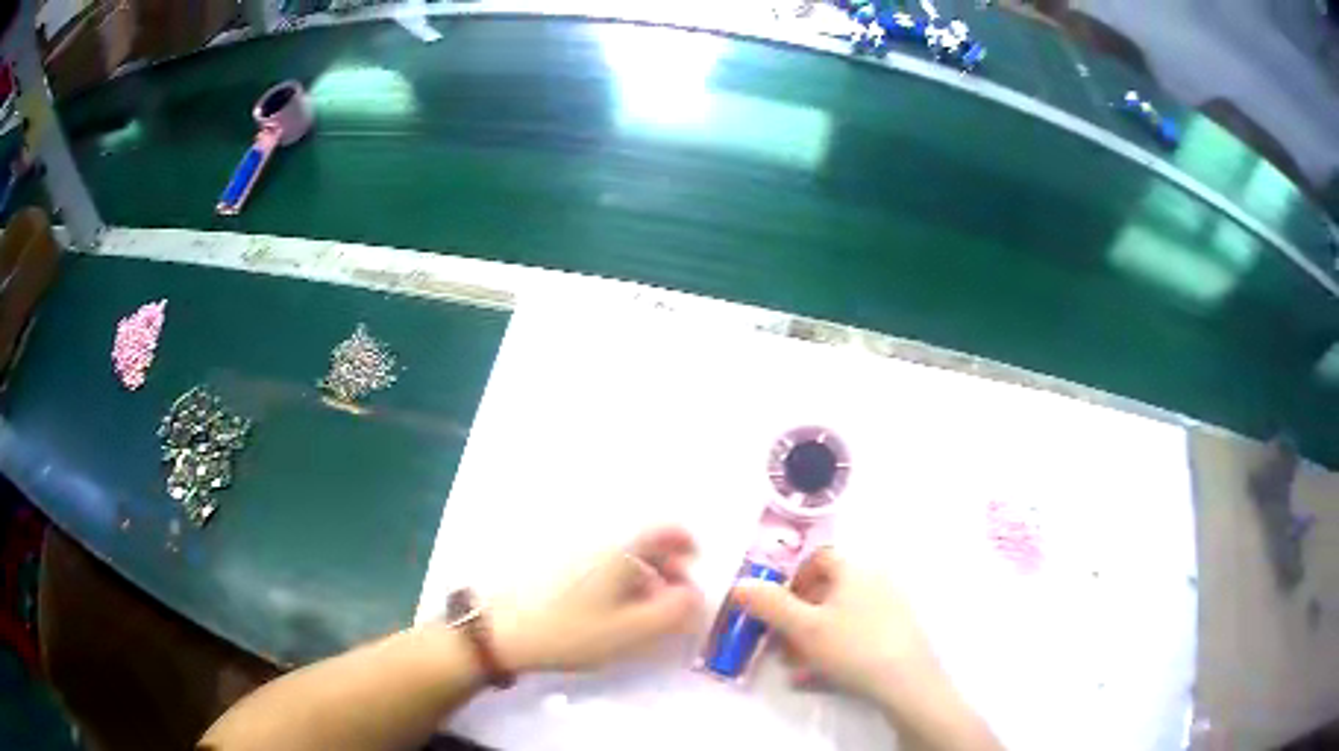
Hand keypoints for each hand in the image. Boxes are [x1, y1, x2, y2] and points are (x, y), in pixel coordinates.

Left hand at [493, 526, 703, 672]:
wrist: (502, 632)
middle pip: (642, 544)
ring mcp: (573, 556)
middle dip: (667, 566)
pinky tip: (614, 612)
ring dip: (644, 578)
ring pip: (620, 558)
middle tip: (677, 597)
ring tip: (648, 611)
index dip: (683, 540)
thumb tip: (694, 595)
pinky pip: (600, 568)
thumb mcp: (630, 630)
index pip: (660, 530)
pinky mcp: (555, 570)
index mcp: (619, 552)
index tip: (696, 560)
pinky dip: (619, 583)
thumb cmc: (571, 631)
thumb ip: (671, 613)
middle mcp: (598, 545)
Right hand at [730, 549, 939, 703]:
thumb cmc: (852, 646)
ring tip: (795, 667)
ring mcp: (889, 607)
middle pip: (827, 591)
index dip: (792, 579)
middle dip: (797, 617)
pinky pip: (856, 634)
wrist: (906, 681)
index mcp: (853, 569)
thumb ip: (769, 604)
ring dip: (811, 638)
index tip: (775, 606)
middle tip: (780, 643)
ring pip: (839, 617)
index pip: (818, 558)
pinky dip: (834, 650)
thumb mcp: (803, 628)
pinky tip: (820, 677)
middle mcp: (874, 580)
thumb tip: (740, 584)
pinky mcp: (896, 633)